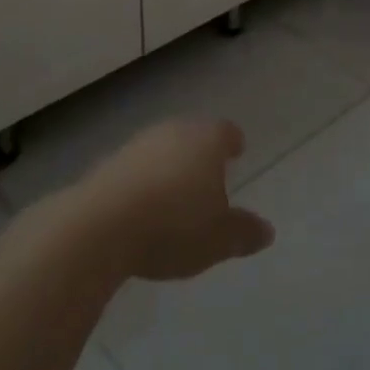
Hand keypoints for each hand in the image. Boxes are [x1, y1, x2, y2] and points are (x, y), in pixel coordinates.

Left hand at [71, 119, 274, 281]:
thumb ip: (244, 232)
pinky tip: (144, 205)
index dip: (232, 142)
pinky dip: (145, 180)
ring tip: (175, 194)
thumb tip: (267, 230)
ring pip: (164, 148)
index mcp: (207, 140)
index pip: (226, 132)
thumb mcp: (218, 239)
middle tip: (209, 176)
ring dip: (171, 166)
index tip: (237, 151)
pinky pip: (138, 167)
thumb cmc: (174, 225)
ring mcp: (140, 142)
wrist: (102, 224)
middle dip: (201, 154)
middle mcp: (175, 130)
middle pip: (194, 135)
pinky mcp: (110, 161)